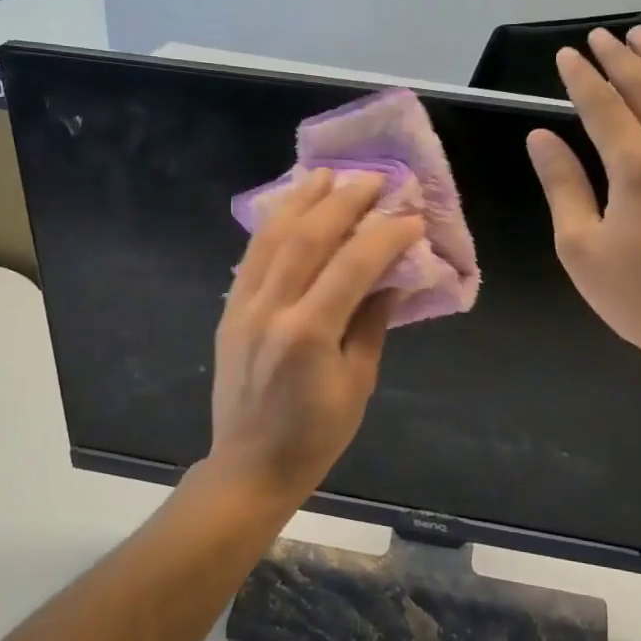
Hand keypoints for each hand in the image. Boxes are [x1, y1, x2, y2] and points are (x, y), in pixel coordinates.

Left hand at [209, 169, 421, 506]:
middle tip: (372, 179)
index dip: (384, 236)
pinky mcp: (229, 310)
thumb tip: (392, 279)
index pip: (352, 266)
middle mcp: (271, 309)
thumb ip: (372, 324)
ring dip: (302, 201)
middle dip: (342, 202)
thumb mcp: (358, 383)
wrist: (249, 466)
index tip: (410, 217)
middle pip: (307, 238)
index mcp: (308, 334)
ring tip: (327, 175)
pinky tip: (290, 207)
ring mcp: (243, 306)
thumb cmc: (315, 435)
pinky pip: (252, 255)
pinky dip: (273, 225)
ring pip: (272, 238)